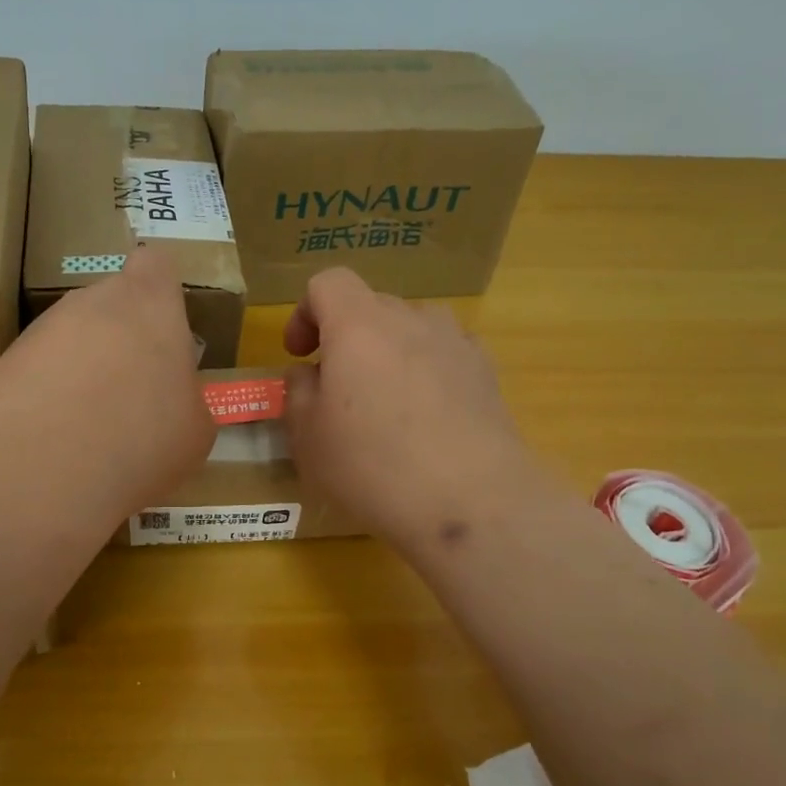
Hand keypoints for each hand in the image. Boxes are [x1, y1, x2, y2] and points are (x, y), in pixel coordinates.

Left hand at [0, 245, 213, 517]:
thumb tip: (172, 402)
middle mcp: (93, 302)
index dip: (161, 290)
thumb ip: (185, 398)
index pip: (156, 264)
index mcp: (150, 304)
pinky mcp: (6, 362)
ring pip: (73, 336)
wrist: (40, 468)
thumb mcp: (194, 431)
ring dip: (84, 368)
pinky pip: (39, 368)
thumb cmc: (141, 439)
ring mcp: (43, 328)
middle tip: (134, 392)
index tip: (165, 329)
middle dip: (122, 338)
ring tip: (90, 425)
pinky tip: (55, 438)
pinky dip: (50, 393)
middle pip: (111, 303)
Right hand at [284, 268, 549, 558]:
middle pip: (370, 304)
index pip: (328, 283)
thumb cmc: (373, 466)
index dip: (305, 312)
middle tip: (336, 387)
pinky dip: (429, 369)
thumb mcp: (308, 437)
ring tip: (386, 397)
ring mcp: (455, 342)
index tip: (299, 354)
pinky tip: (429, 415)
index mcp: (358, 326)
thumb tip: (309, 374)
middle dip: (346, 336)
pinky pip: (446, 353)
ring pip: (412, 327)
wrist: (471, 502)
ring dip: (390, 349)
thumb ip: (298, 392)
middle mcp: (409, 319)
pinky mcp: (487, 372)